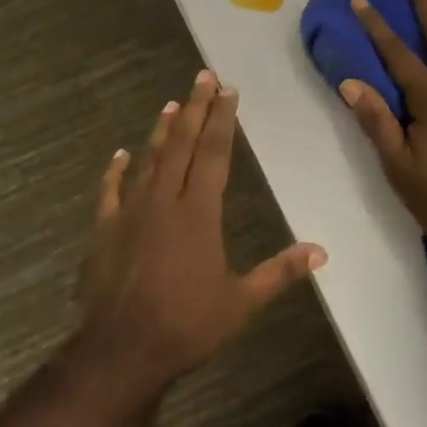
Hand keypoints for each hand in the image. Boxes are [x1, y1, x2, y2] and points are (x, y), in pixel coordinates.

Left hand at [77, 70, 326, 390]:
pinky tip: (119, 154)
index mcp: (199, 212)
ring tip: (171, 104)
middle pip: (182, 144)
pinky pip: (110, 191)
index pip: (215, 153)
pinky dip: (115, 171)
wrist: (122, 349)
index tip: (228, 90)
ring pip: (148, 159)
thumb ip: (280, 272)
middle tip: (204, 76)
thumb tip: (322, 251)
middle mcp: (165, 200)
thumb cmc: (187, 325)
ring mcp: (131, 211)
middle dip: (196, 108)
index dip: (223, 120)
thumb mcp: (242, 302)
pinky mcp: (105, 228)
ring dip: (161, 131)